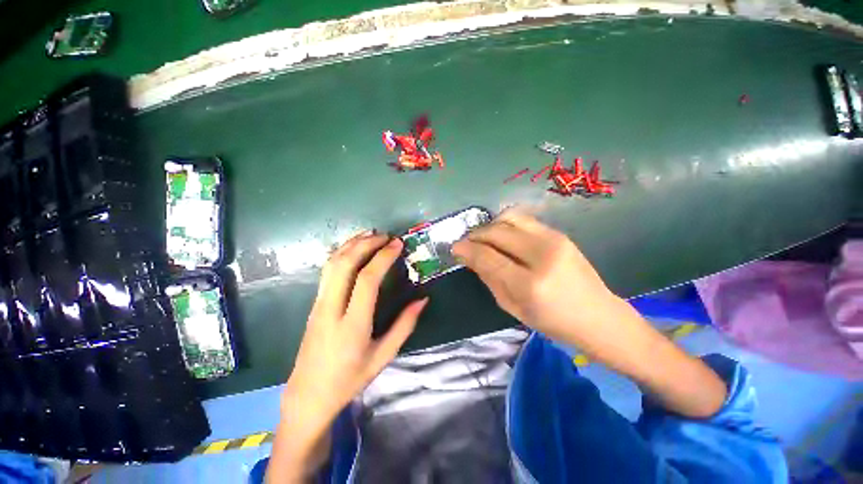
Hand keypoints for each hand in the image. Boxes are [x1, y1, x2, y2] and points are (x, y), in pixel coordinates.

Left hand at [268, 232, 427, 482]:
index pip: (367, 280)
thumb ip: (405, 325)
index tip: (398, 244)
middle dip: (367, 244)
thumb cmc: (350, 379)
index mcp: (353, 325)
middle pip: (345, 264)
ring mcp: (319, 304)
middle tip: (387, 236)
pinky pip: (326, 271)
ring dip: (351, 244)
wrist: (308, 395)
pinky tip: (353, 248)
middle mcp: (332, 309)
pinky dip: (341, 253)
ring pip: (332, 264)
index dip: (383, 257)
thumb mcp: (384, 356)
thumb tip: (423, 299)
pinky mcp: (314, 303)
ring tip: (371, 234)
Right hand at [452, 210, 622, 345]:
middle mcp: (542, 255)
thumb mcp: (513, 307)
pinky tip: (503, 237)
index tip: (454, 247)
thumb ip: (489, 278)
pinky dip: (506, 224)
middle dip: (476, 235)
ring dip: (490, 225)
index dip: (467, 249)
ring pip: (509, 217)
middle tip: (467, 243)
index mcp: (530, 283)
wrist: (598, 316)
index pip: (488, 256)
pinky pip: (523, 220)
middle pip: (497, 232)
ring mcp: (554, 239)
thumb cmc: (553, 321)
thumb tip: (469, 256)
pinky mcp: (559, 233)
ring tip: (484, 238)